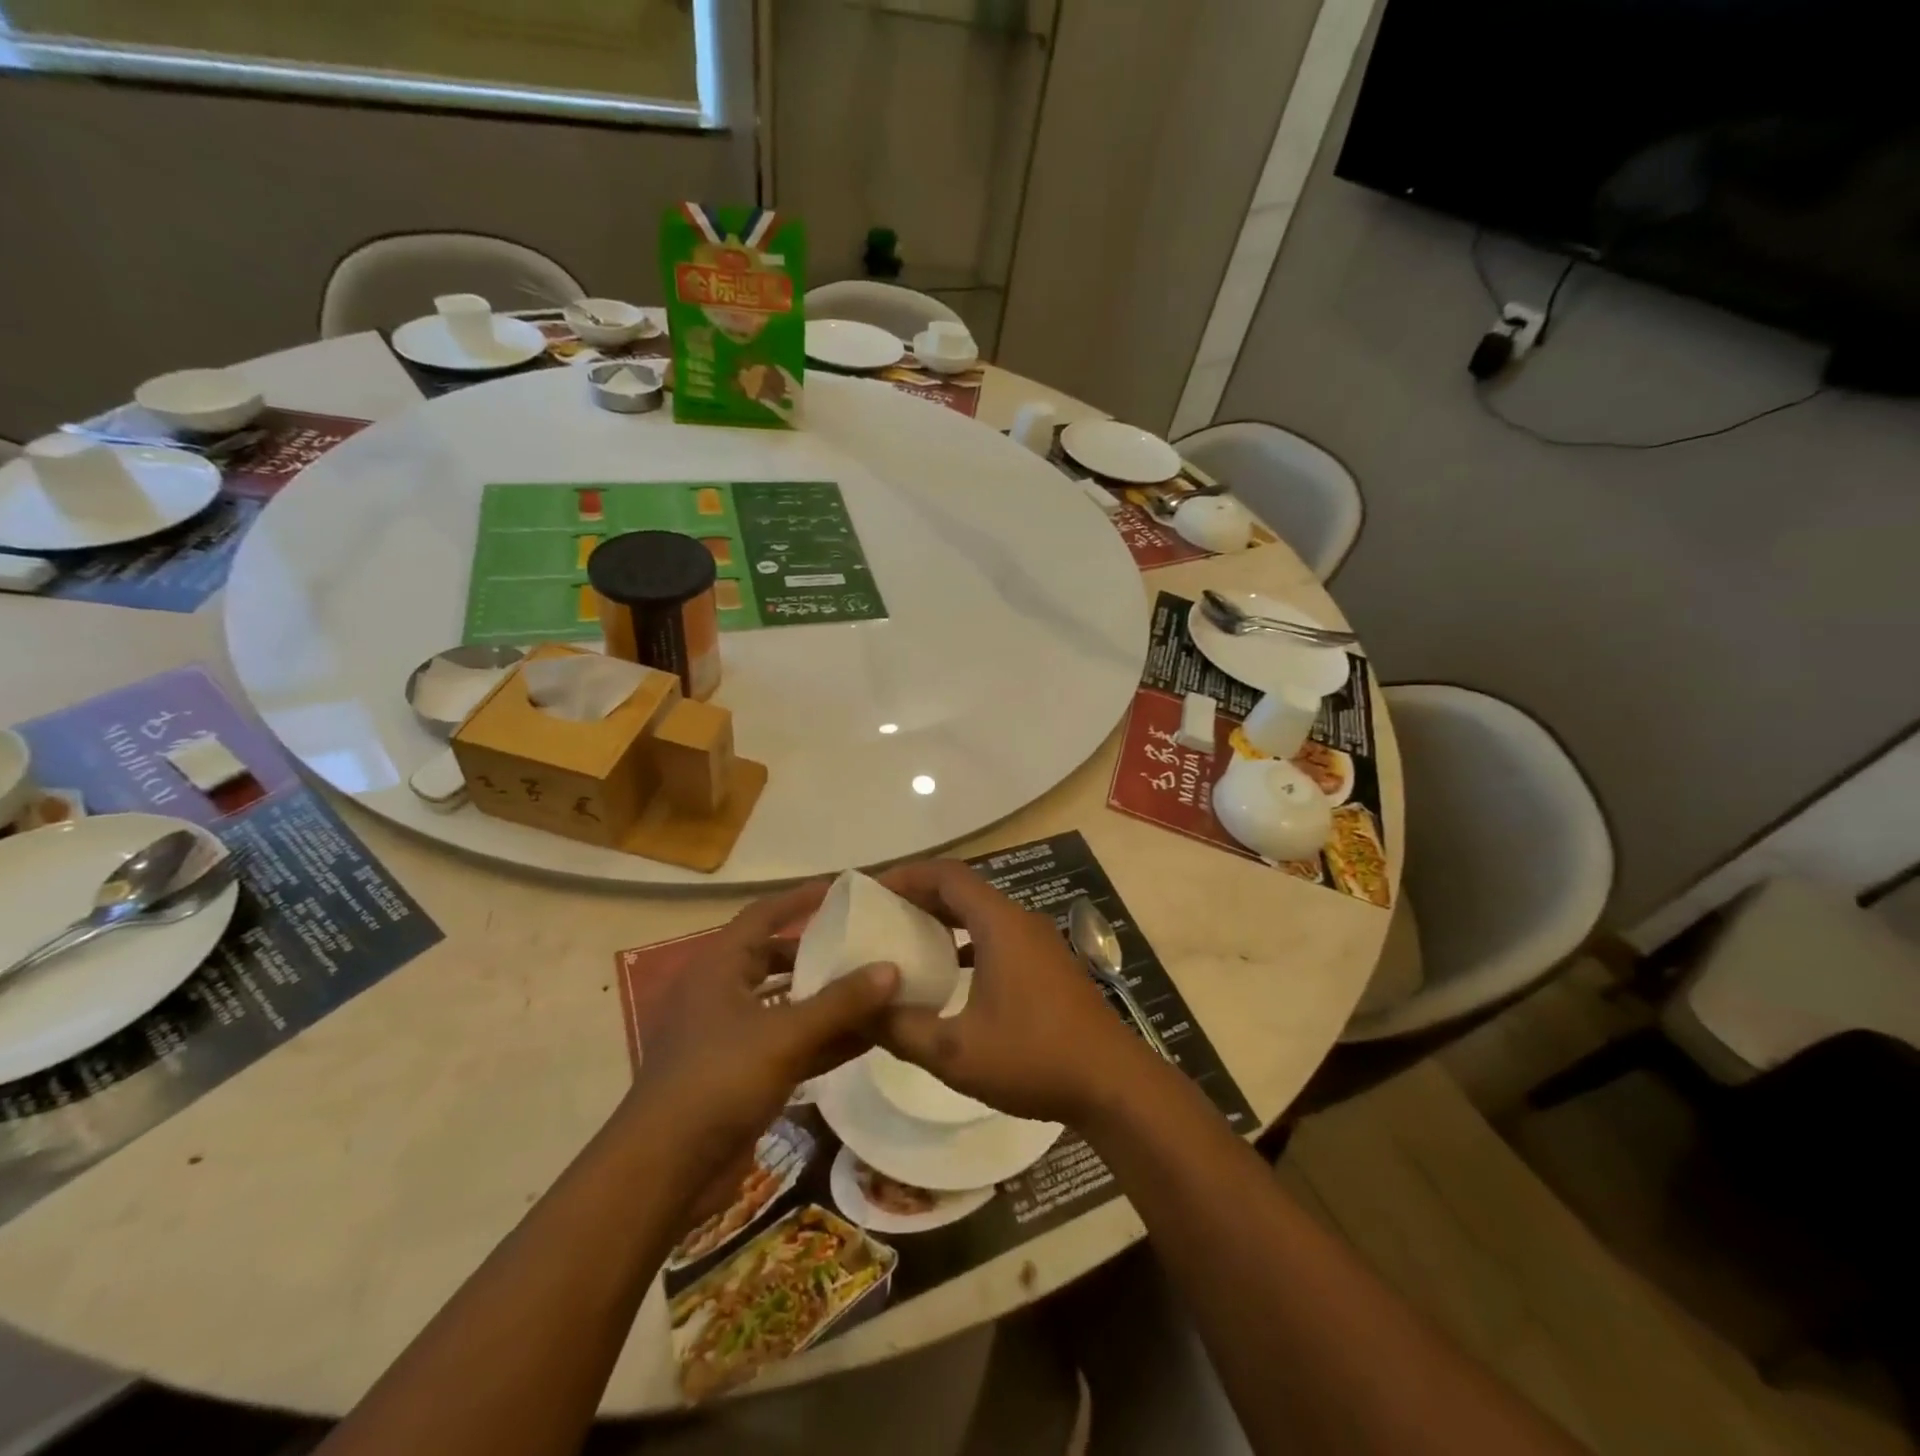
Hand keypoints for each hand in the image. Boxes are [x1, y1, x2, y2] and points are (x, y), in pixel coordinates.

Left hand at [625, 880, 898, 1199]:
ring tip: (875, 985)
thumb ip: (840, 1002)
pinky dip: (823, 1038)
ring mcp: (730, 1037)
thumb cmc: (717, 1081)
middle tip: (865, 941)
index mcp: (718, 968)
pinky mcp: (741, 1075)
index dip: (799, 899)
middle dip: (818, 950)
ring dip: (826, 998)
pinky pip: (789, 1043)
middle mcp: (721, 994)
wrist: (663, 1172)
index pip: (763, 915)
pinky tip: (866, 1037)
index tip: (842, 890)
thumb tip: (891, 968)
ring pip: (786, 1004)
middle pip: (775, 958)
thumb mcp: (784, 1035)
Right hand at [874, 860, 1151, 1124]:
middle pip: (963, 890)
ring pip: (982, 914)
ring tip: (906, 941)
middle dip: (919, 896)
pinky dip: (967, 943)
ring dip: (944, 920)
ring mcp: (1040, 942)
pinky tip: (949, 975)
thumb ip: (901, 1029)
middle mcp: (1021, 920)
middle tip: (880, 916)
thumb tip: (858, 1011)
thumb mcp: (955, 1052)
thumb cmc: (1033, 1057)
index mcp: (1000, 923)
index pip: (946, 875)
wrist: (1113, 1084)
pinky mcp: (1049, 965)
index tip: (872, 891)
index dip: (907, 875)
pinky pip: (998, 936)